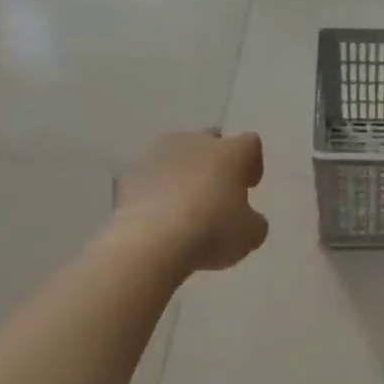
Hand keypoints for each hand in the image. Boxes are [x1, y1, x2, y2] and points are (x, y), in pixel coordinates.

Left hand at [112, 130, 268, 273]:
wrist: (151, 241)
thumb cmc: (213, 231)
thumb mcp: (251, 234)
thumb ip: (253, 220)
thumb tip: (247, 218)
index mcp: (231, 151)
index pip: (251, 144)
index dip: (252, 164)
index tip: (249, 186)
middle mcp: (195, 141)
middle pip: (211, 142)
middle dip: (215, 163)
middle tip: (217, 193)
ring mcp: (157, 154)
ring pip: (177, 157)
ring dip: (184, 174)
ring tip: (185, 206)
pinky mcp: (130, 175)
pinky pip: (152, 178)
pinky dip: (158, 191)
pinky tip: (160, 216)